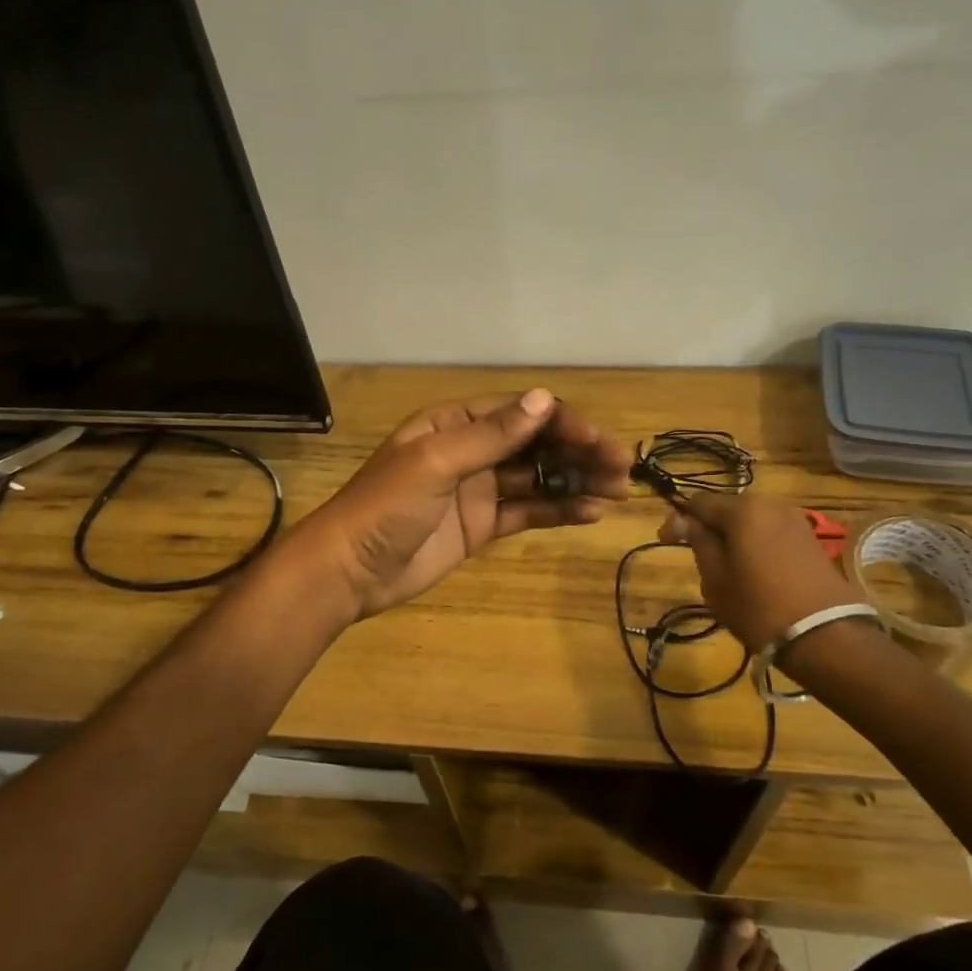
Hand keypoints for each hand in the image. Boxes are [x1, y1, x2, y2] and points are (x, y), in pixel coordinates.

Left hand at [302, 388, 631, 619]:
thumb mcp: (436, 463)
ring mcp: (478, 489)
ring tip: (617, 490)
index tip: (598, 440)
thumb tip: (544, 399)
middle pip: (535, 443)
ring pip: (537, 477)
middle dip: (578, 451)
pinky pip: (527, 511)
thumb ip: (492, 435)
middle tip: (621, 467)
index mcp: (454, 424)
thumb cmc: (386, 506)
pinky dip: (558, 510)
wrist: (349, 571)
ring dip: (576, 480)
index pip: (519, 412)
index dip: (561, 422)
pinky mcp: (482, 525)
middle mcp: (470, 451)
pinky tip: (590, 512)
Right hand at [658, 491, 865, 650]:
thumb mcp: (716, 579)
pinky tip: (754, 570)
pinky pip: (771, 532)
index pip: (698, 502)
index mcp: (742, 509)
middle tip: (697, 558)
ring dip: (734, 536)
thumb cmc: (759, 607)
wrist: (826, 636)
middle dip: (709, 528)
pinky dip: (756, 544)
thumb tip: (682, 520)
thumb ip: (698, 542)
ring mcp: (795, 519)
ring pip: (751, 521)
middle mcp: (770, 504)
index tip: (666, 543)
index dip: (678, 520)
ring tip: (726, 567)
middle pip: (727, 508)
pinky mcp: (811, 539)